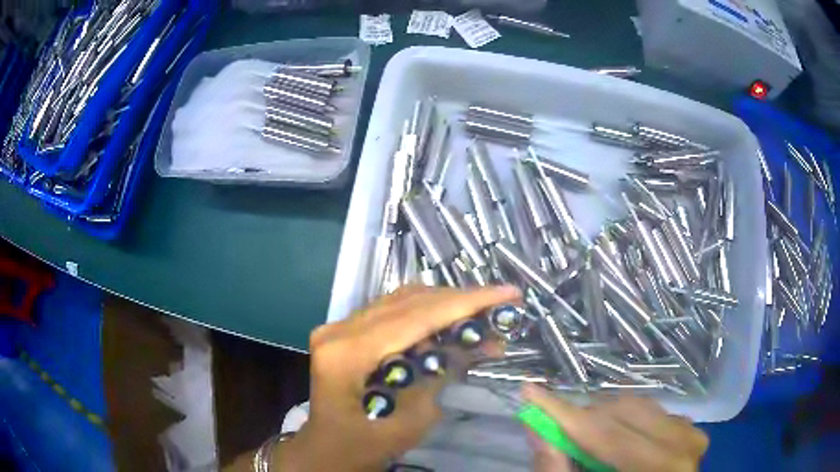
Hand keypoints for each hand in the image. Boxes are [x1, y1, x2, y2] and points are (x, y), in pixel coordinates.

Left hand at [276, 284, 521, 471]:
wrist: (326, 452)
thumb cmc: (364, 447)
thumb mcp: (411, 420)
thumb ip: (442, 375)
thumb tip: (479, 343)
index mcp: (347, 353)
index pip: (416, 316)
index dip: (466, 302)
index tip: (508, 292)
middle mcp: (338, 330)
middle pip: (408, 302)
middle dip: (460, 300)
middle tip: (500, 302)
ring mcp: (337, 328)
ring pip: (400, 301)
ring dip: (444, 304)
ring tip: (481, 312)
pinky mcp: (343, 333)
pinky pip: (390, 312)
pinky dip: (424, 314)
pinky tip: (449, 322)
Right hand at [523, 384, 707, 471]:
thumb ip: (557, 468)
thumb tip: (534, 425)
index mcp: (662, 467)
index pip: (607, 434)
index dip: (564, 413)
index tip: (529, 392)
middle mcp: (684, 444)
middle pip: (623, 414)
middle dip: (583, 417)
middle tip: (553, 423)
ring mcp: (691, 434)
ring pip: (637, 407)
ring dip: (603, 417)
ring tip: (583, 436)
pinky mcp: (690, 431)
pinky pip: (651, 413)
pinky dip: (625, 420)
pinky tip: (615, 438)